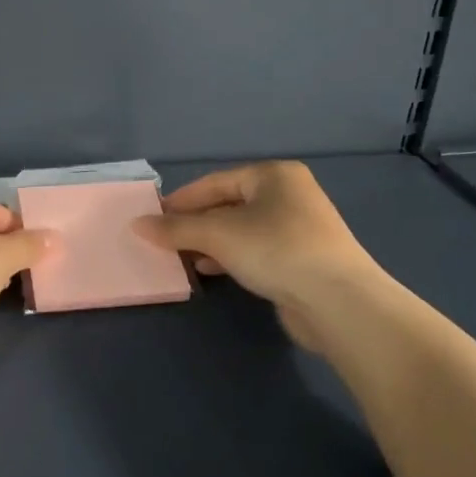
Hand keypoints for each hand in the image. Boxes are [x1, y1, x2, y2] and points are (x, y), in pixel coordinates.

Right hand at [133, 161, 379, 352]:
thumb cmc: (275, 250)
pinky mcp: (302, 259)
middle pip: (228, 205)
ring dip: (210, 242)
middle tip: (164, 239)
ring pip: (241, 229)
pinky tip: (210, 270)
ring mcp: (299, 228)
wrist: (338, 301)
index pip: (215, 182)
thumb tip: (137, 224)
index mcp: (273, 175)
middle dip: (195, 223)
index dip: (181, 200)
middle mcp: (289, 195)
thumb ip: (175, 228)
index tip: (153, 217)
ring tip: (182, 257)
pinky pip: (256, 250)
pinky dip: (230, 257)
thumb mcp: (217, 234)